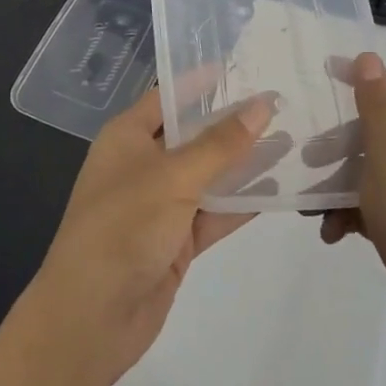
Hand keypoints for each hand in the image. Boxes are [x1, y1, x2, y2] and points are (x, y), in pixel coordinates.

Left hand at [30, 88, 270, 385]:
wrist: (92, 318)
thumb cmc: (123, 228)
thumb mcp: (173, 178)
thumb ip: (220, 144)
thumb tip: (262, 104)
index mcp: (126, 137)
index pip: (168, 96)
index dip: (204, 82)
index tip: (246, 68)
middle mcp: (141, 164)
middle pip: (192, 135)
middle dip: (232, 123)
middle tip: (282, 103)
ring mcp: (159, 205)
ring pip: (207, 175)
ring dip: (243, 164)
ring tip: (293, 141)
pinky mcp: (175, 241)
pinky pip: (213, 213)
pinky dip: (241, 204)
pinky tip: (280, 190)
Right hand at [319, 52, 385, 368]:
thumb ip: (376, 108)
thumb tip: (369, 57)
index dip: (359, 78)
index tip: (317, 80)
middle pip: (378, 129)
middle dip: (338, 139)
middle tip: (304, 151)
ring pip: (372, 169)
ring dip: (339, 180)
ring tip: (309, 200)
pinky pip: (377, 204)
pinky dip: (352, 212)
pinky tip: (331, 232)